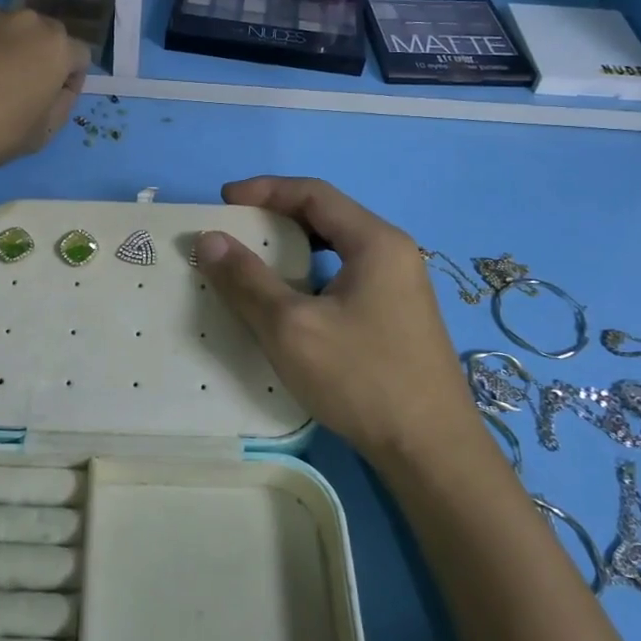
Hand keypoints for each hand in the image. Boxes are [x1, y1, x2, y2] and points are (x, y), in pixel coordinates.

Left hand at [0, 6, 88, 170]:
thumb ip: (64, 101)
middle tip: (16, 86)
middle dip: (37, 55)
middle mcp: (27, 21)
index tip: (51, 99)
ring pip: (6, 27)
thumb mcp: (47, 131)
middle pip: (43, 35)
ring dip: (3, 45)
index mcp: (57, 47)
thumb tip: (60, 86)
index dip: (69, 79)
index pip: (78, 56)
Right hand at [195, 177, 479, 463]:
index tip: (224, 201)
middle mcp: (394, 253)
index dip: (265, 190)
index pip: (314, 193)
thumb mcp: (291, 328)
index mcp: (375, 242)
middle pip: (328, 216)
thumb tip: (209, 239)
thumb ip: (247, 280)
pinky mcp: (399, 316)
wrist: (432, 451)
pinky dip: (313, 275)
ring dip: (295, 247)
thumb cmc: (361, 379)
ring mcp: (401, 286)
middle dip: (278, 216)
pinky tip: (294, 303)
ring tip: (258, 262)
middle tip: (237, 230)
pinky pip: (348, 276)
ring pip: (338, 248)